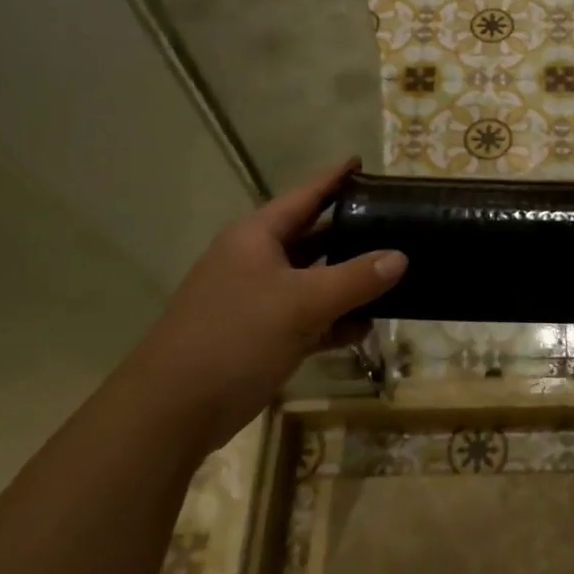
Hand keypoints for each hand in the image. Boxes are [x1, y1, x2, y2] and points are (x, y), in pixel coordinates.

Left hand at [115, 159, 405, 449]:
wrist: (173, 411)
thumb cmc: (235, 337)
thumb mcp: (302, 303)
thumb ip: (356, 278)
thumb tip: (401, 257)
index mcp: (256, 237)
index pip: (304, 196)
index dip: (334, 179)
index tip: (363, 162)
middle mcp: (256, 261)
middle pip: (313, 237)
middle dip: (351, 233)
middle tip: (394, 223)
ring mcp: (258, 300)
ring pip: (314, 281)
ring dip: (349, 283)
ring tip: (395, 276)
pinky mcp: (263, 336)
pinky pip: (309, 318)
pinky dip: (336, 320)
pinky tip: (366, 327)